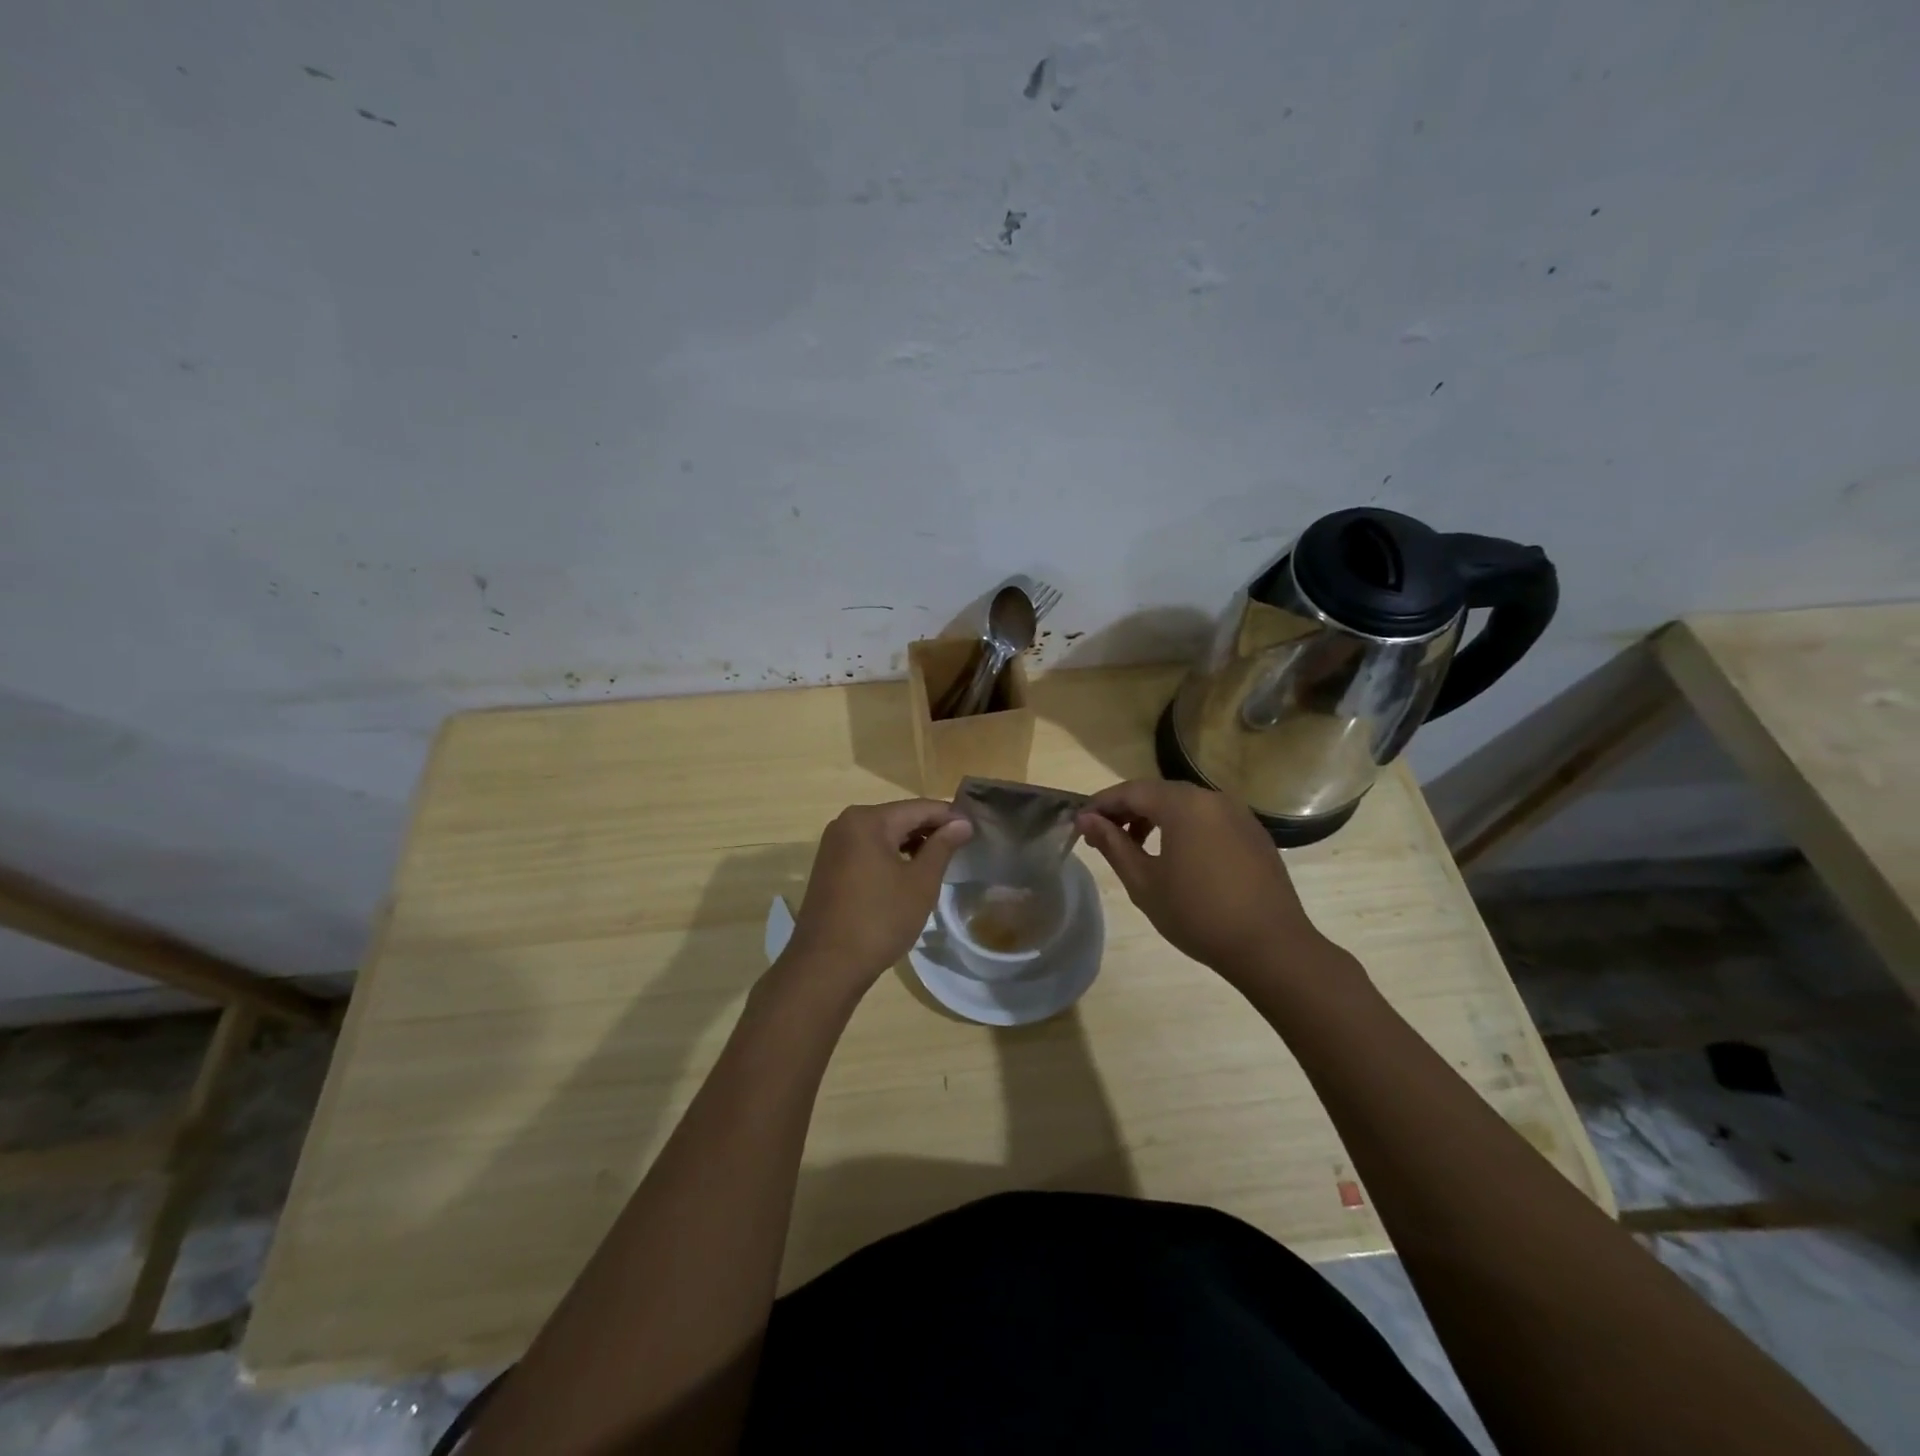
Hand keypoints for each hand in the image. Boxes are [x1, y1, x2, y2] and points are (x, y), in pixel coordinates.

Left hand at [781, 799, 972, 992]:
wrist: (826, 965)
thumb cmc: (879, 920)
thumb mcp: (920, 883)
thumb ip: (942, 847)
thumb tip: (963, 824)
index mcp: (868, 820)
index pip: (919, 808)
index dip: (950, 817)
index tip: (976, 829)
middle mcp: (846, 823)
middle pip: (899, 817)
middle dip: (930, 830)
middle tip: (963, 845)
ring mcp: (834, 845)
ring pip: (883, 834)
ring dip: (911, 844)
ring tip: (941, 860)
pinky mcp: (829, 866)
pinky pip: (868, 850)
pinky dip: (891, 856)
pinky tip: (909, 873)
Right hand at [1076, 779, 1329, 981]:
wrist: (1270, 947)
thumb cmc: (1197, 914)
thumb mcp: (1144, 882)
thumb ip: (1113, 845)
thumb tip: (1087, 819)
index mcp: (1184, 805)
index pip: (1131, 791)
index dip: (1102, 803)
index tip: (1081, 823)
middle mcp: (1212, 798)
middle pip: (1159, 793)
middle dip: (1127, 810)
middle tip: (1104, 836)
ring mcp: (1238, 814)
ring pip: (1185, 804)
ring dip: (1155, 818)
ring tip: (1136, 848)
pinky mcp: (1253, 833)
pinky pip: (1208, 818)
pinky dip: (1184, 827)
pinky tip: (1176, 857)